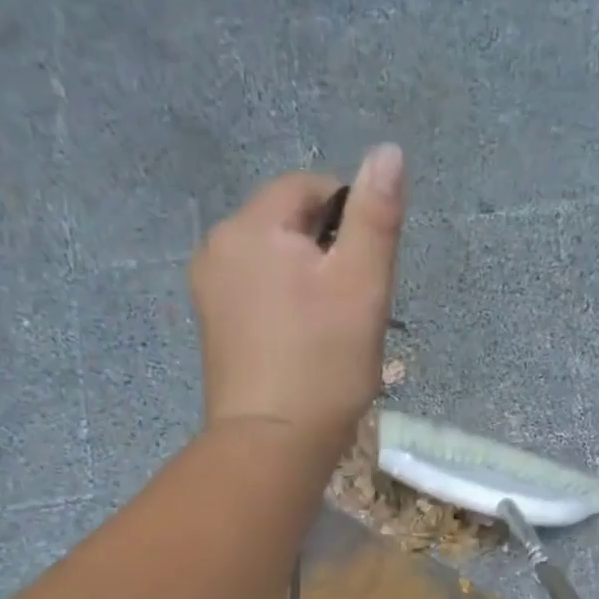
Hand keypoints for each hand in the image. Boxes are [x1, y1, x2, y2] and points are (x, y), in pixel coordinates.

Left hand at [189, 145, 405, 448]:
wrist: (272, 447)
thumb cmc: (323, 365)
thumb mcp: (362, 285)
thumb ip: (376, 216)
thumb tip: (389, 151)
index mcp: (250, 227)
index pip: (307, 188)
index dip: (348, 216)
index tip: (370, 268)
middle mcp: (218, 249)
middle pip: (288, 227)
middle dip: (328, 256)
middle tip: (355, 308)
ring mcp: (210, 294)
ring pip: (275, 266)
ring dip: (309, 285)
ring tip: (332, 332)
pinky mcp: (214, 333)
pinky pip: (259, 299)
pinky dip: (286, 310)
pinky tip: (305, 349)